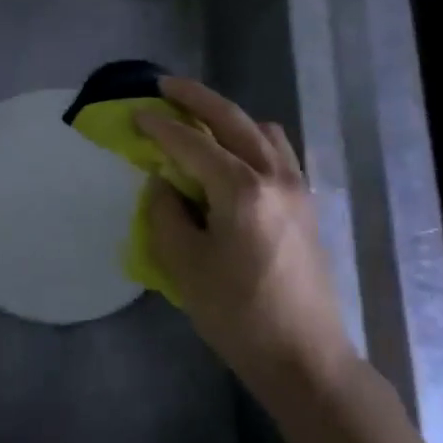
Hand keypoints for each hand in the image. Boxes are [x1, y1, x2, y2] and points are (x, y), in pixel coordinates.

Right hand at [136, 79, 352, 386]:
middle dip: (197, 98)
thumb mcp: (185, 266)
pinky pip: (278, 152)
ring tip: (201, 121)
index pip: (193, 144)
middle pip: (234, 120)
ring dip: (229, 117)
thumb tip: (162, 182)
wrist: (304, 356)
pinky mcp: (307, 204)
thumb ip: (166, 214)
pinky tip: (235, 156)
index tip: (135, 113)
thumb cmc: (238, 315)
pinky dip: (253, 139)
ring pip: (263, 132)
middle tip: (166, 86)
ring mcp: (298, 188)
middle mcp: (275, 176)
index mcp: (242, 190)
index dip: (160, 127)